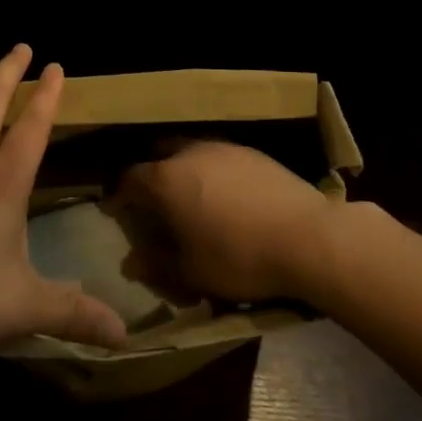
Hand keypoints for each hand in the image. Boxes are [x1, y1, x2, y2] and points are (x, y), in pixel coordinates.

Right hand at [110, 140, 345, 305]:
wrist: (307, 237)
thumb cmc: (239, 257)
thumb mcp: (192, 272)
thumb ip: (157, 264)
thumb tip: (131, 261)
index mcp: (167, 179)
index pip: (130, 179)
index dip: (119, 194)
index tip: (114, 208)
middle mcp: (190, 152)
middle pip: (159, 153)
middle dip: (150, 172)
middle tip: (151, 198)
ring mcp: (224, 148)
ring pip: (191, 150)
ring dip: (182, 168)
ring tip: (189, 194)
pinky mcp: (253, 153)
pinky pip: (220, 156)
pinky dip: (212, 171)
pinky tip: (225, 194)